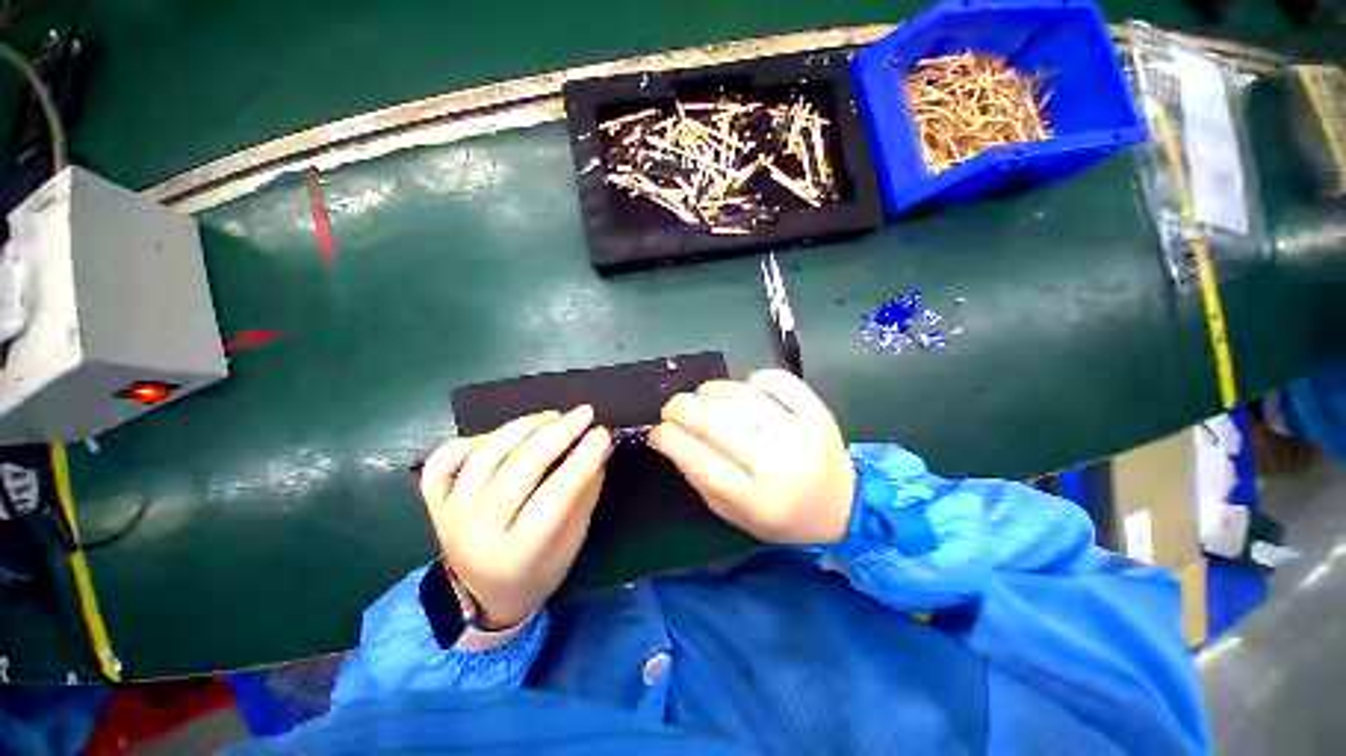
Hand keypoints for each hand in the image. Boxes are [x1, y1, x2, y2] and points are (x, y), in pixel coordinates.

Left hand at [419, 406, 610, 629]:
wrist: (484, 595)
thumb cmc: (540, 569)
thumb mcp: (573, 539)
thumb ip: (585, 490)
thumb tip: (599, 444)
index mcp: (518, 553)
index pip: (555, 496)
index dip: (582, 460)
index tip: (602, 432)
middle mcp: (477, 532)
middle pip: (520, 468)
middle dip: (559, 432)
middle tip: (585, 413)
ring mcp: (450, 514)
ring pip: (487, 454)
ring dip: (525, 427)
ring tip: (553, 416)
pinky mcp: (434, 502)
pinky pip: (447, 457)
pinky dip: (477, 437)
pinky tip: (505, 434)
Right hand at [649, 369, 854, 543]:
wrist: (842, 504)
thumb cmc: (780, 514)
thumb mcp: (732, 511)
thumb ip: (697, 476)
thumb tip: (665, 436)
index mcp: (758, 501)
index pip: (703, 462)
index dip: (672, 440)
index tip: (657, 430)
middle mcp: (781, 466)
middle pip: (719, 423)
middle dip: (683, 408)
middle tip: (672, 408)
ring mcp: (802, 434)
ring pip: (742, 397)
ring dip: (711, 391)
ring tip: (703, 398)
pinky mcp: (817, 411)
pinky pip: (777, 380)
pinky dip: (752, 379)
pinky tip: (745, 389)